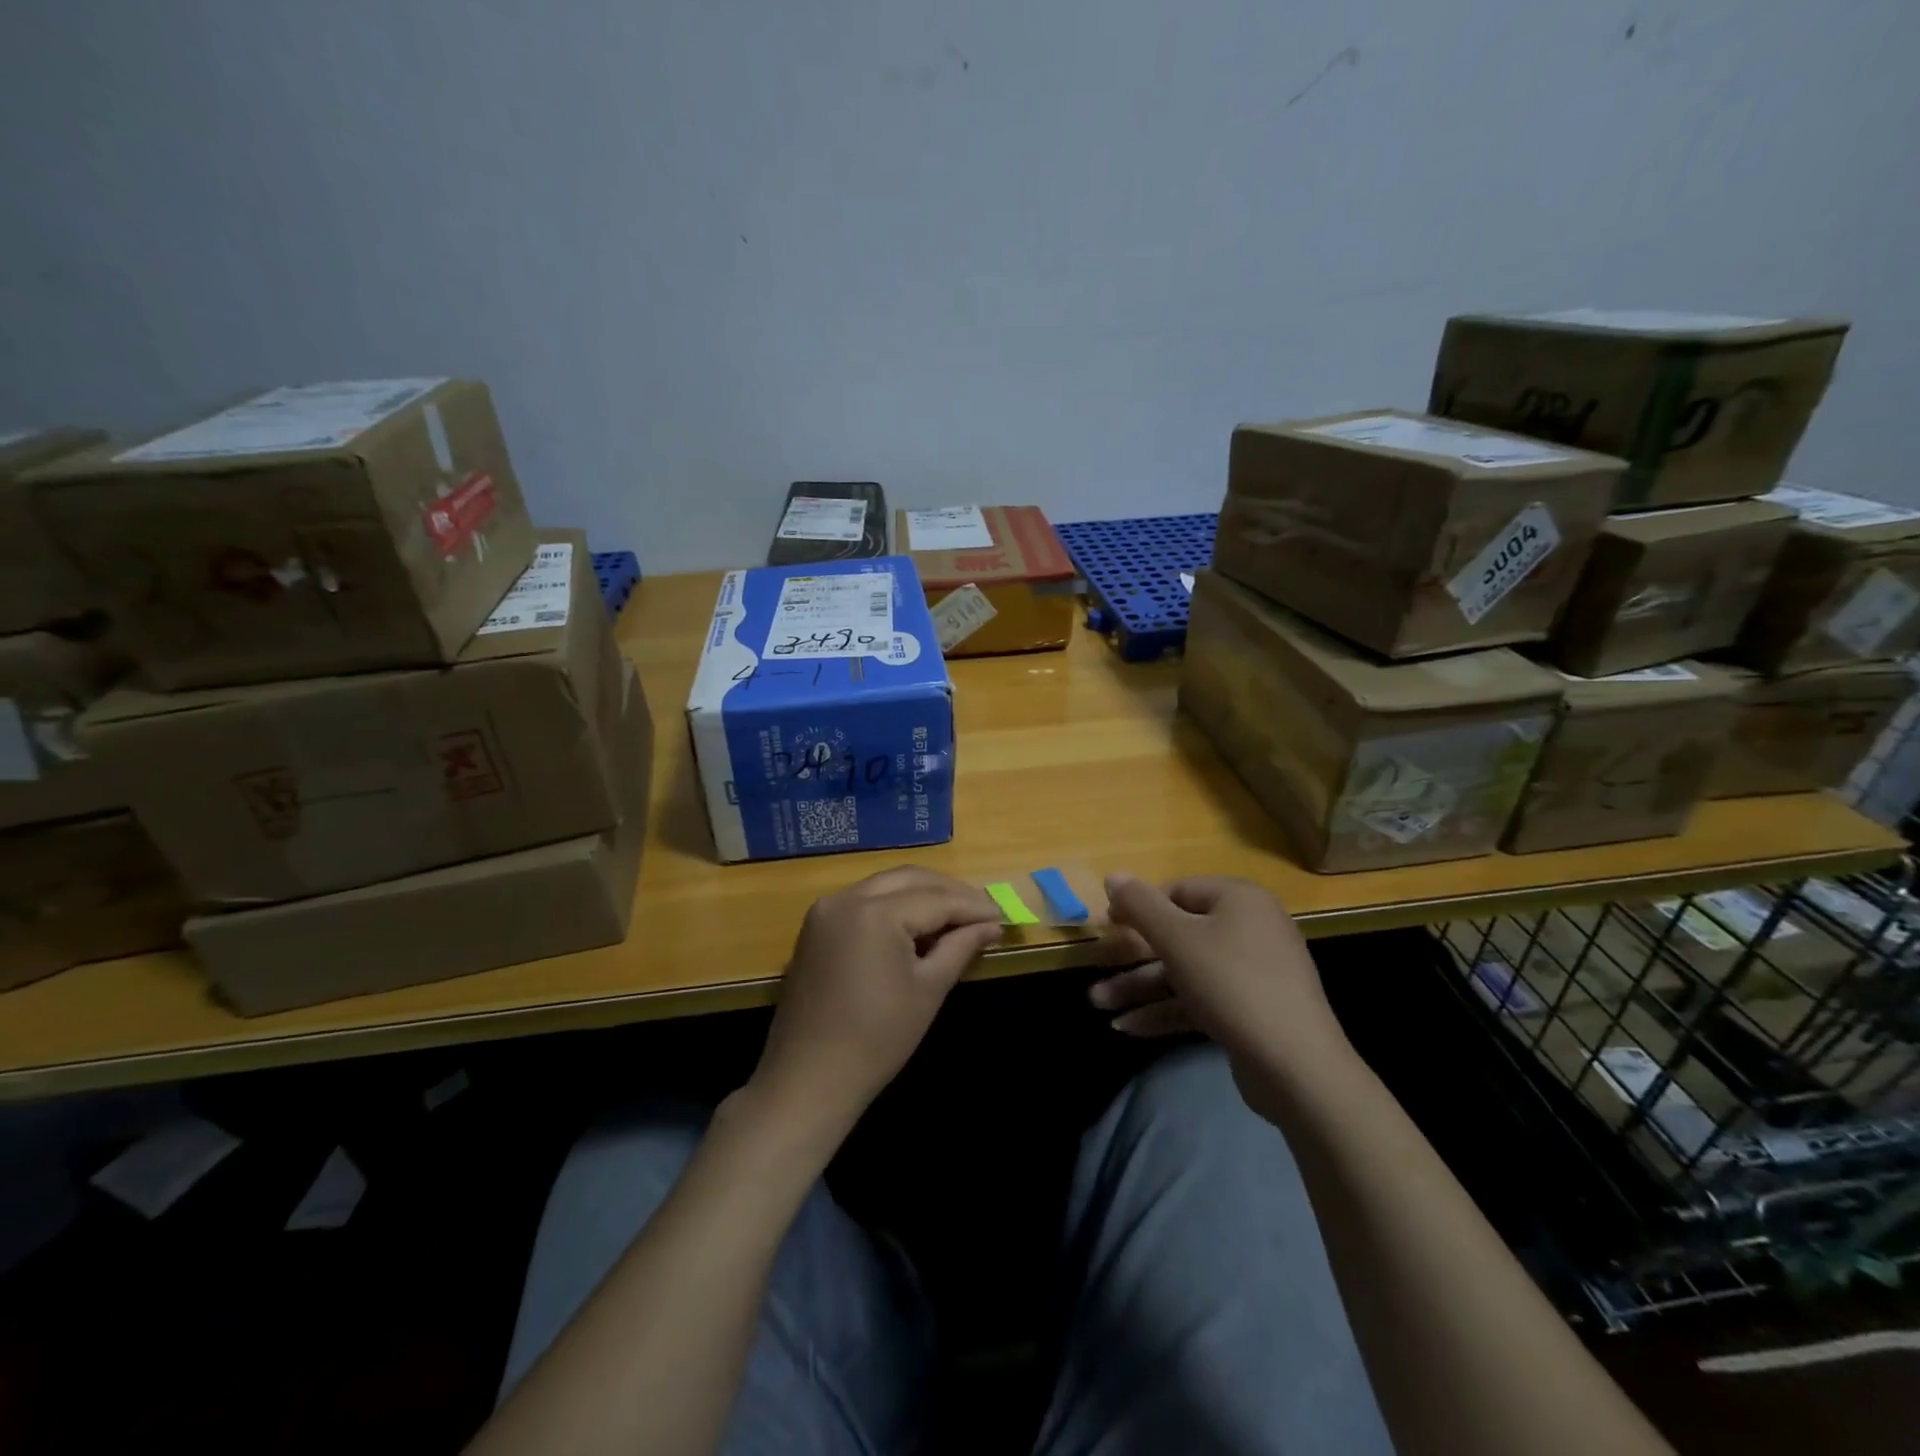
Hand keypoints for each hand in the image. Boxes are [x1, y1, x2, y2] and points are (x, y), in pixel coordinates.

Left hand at [748, 867, 1002, 1142]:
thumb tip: (991, 925)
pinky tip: (916, 926)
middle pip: (909, 879)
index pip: (935, 899)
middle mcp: (846, 898)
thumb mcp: (928, 989)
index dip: (973, 906)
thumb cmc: (877, 1039)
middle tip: (982, 912)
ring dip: (921, 894)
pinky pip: (864, 900)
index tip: (1003, 916)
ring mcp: (826, 910)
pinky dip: (894, 905)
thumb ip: (961, 946)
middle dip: (948, 892)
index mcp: (875, 913)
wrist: (808, 1078)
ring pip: (885, 885)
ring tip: (955, 918)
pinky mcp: (816, 926)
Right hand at [1093, 874, 1351, 1081]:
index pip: (1178, 890)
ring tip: (1098, 1006)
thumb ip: (1140, 905)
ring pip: (1184, 972)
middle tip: (1096, 971)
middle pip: (1178, 935)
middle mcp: (1249, 928)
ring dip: (1140, 988)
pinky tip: (1128, 1028)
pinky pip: (1200, 1000)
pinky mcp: (1250, 1011)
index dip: (1138, 907)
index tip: (1107, 928)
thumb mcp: (1177, 939)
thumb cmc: (1231, 984)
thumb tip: (1112, 874)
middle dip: (1133, 958)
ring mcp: (1252, 972)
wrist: (1296, 1066)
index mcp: (1238, 899)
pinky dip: (1166, 1010)